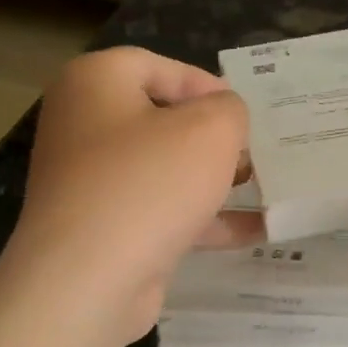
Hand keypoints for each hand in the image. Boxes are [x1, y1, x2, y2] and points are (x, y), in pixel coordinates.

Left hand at [9, 47, 258, 343]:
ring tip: (264, 187)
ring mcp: (91, 181)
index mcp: (95, 83)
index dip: (207, 84)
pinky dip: (204, 219)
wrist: (88, 280)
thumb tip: (225, 115)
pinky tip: (254, 231)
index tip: (246, 113)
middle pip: (162, 119)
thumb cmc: (149, 183)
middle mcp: (84, 126)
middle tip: (257, 150)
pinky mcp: (105, 228)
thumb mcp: (210, 130)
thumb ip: (230, 110)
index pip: (158, 66)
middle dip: (215, 136)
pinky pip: (161, 211)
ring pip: (164, 168)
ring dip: (214, 178)